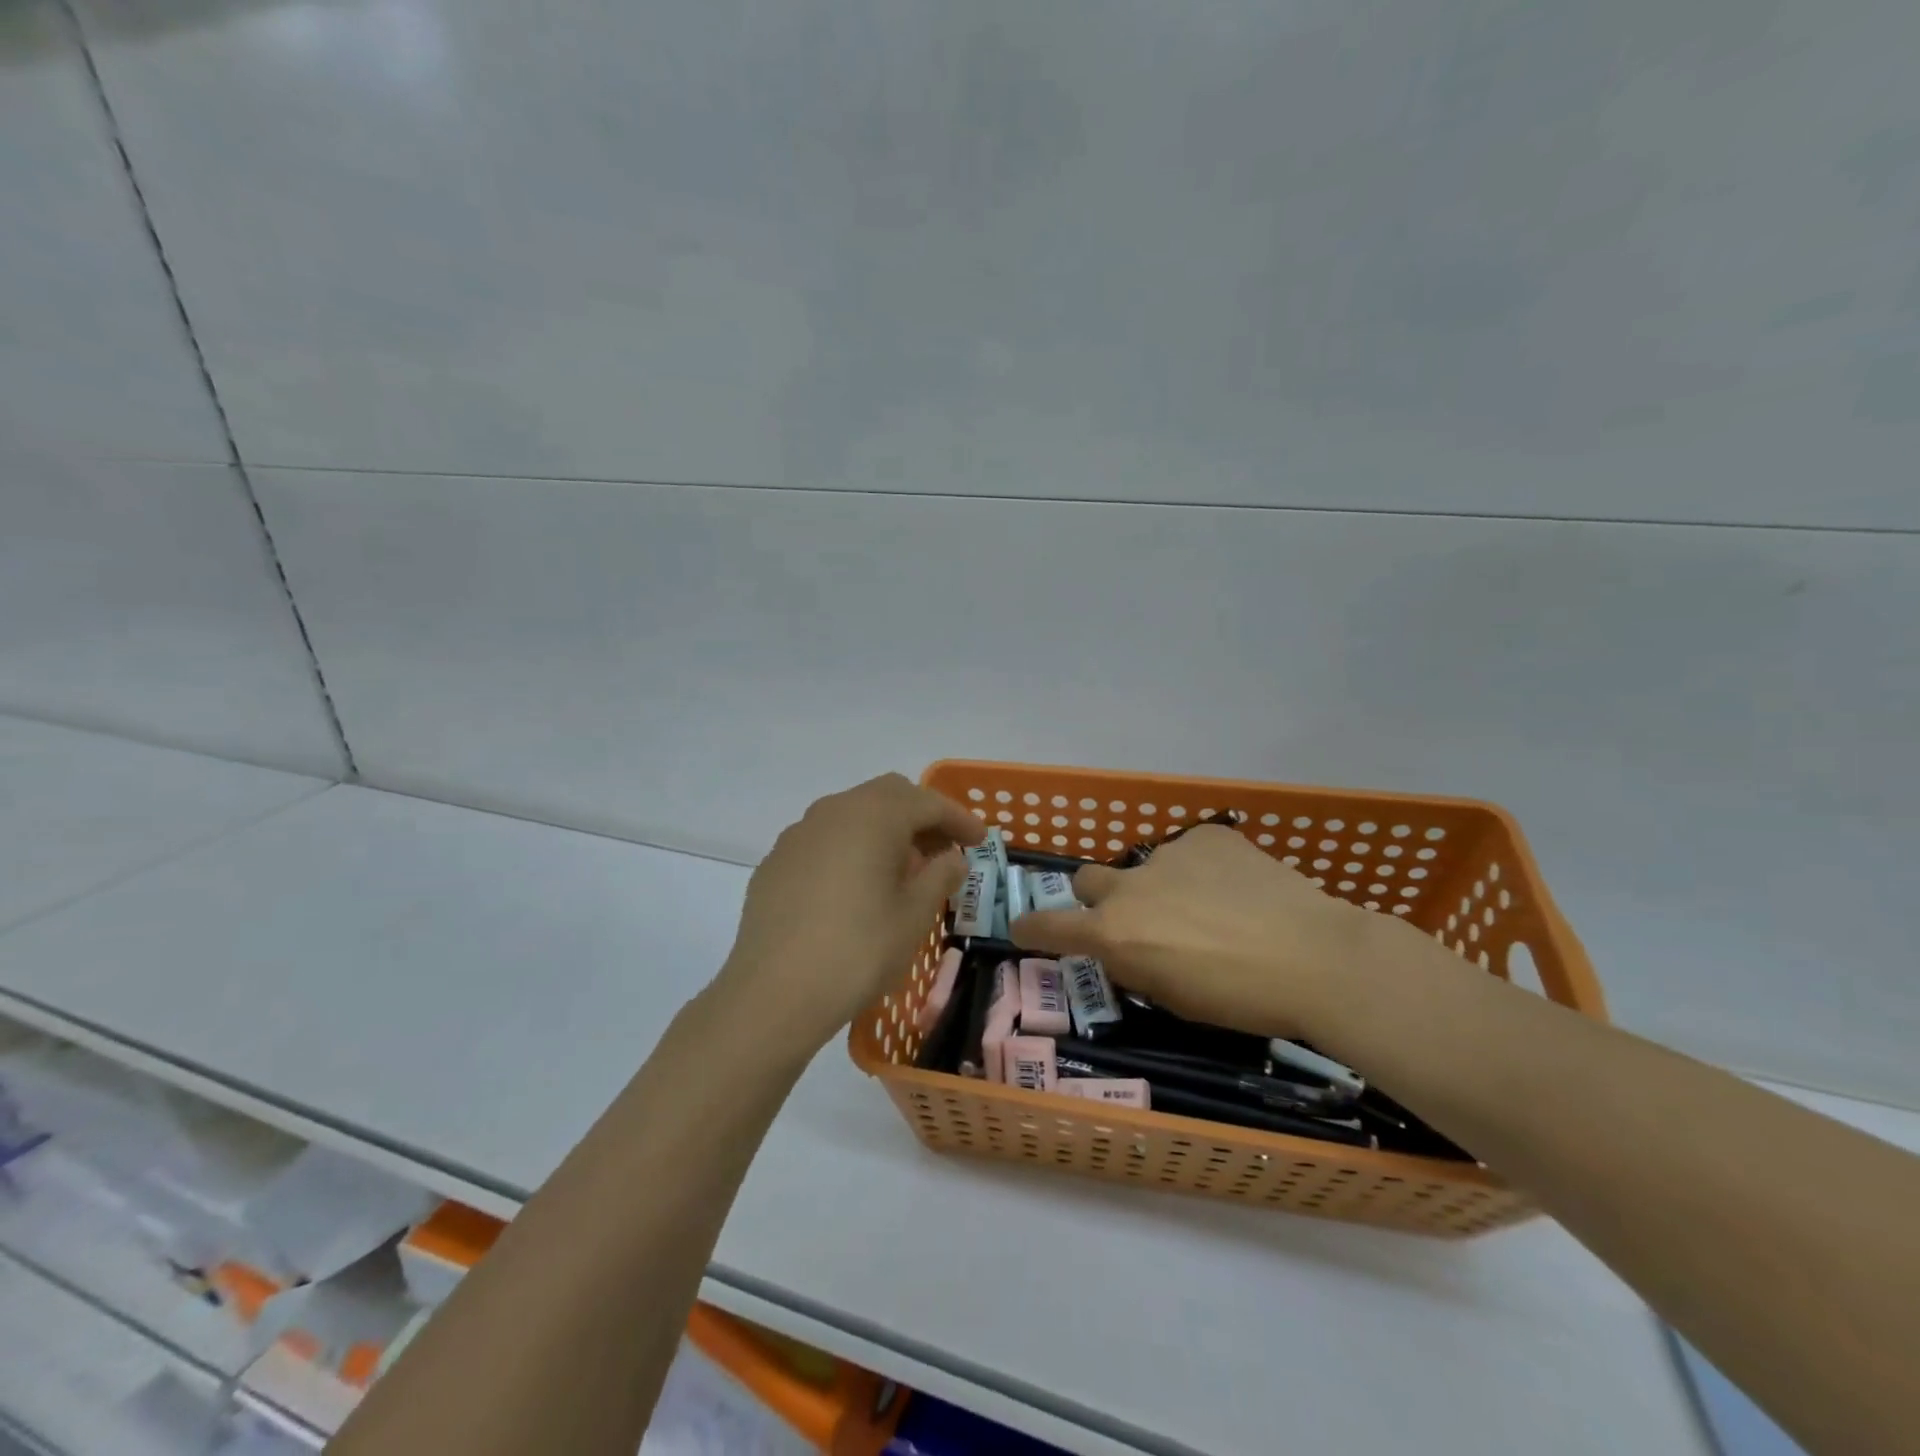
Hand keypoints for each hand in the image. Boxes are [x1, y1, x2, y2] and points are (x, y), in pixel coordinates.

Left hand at [714, 774, 984, 1057]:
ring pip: (853, 814)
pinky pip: (825, 839)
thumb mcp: (914, 916)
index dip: (959, 818)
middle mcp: (833, 811)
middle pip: (888, 795)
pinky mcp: (776, 861)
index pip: (927, 802)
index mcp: (873, 816)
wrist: (773, 994)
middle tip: (944, 850)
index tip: (980, 841)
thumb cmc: (858, 950)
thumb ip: (939, 876)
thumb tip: (950, 858)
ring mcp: (799, 834)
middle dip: (921, 816)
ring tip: (902, 870)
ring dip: (884, 831)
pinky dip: (851, 849)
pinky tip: (856, 887)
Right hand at [1011, 825, 1412, 1040]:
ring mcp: (1168, 854)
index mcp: (1115, 934)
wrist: (1316, 958)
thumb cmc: (1240, 999)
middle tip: (1136, 919)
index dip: (1032, 927)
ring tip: (1213, 909)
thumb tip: (1130, 948)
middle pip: (1087, 880)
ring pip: (1147, 867)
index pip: (1050, 926)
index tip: (1023, 927)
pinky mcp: (1208, 836)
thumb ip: (1137, 965)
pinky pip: (1193, 851)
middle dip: (1099, 899)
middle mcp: (1129, 887)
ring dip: (1163, 887)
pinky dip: (1205, 869)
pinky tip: (1241, 890)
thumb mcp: (1173, 999)